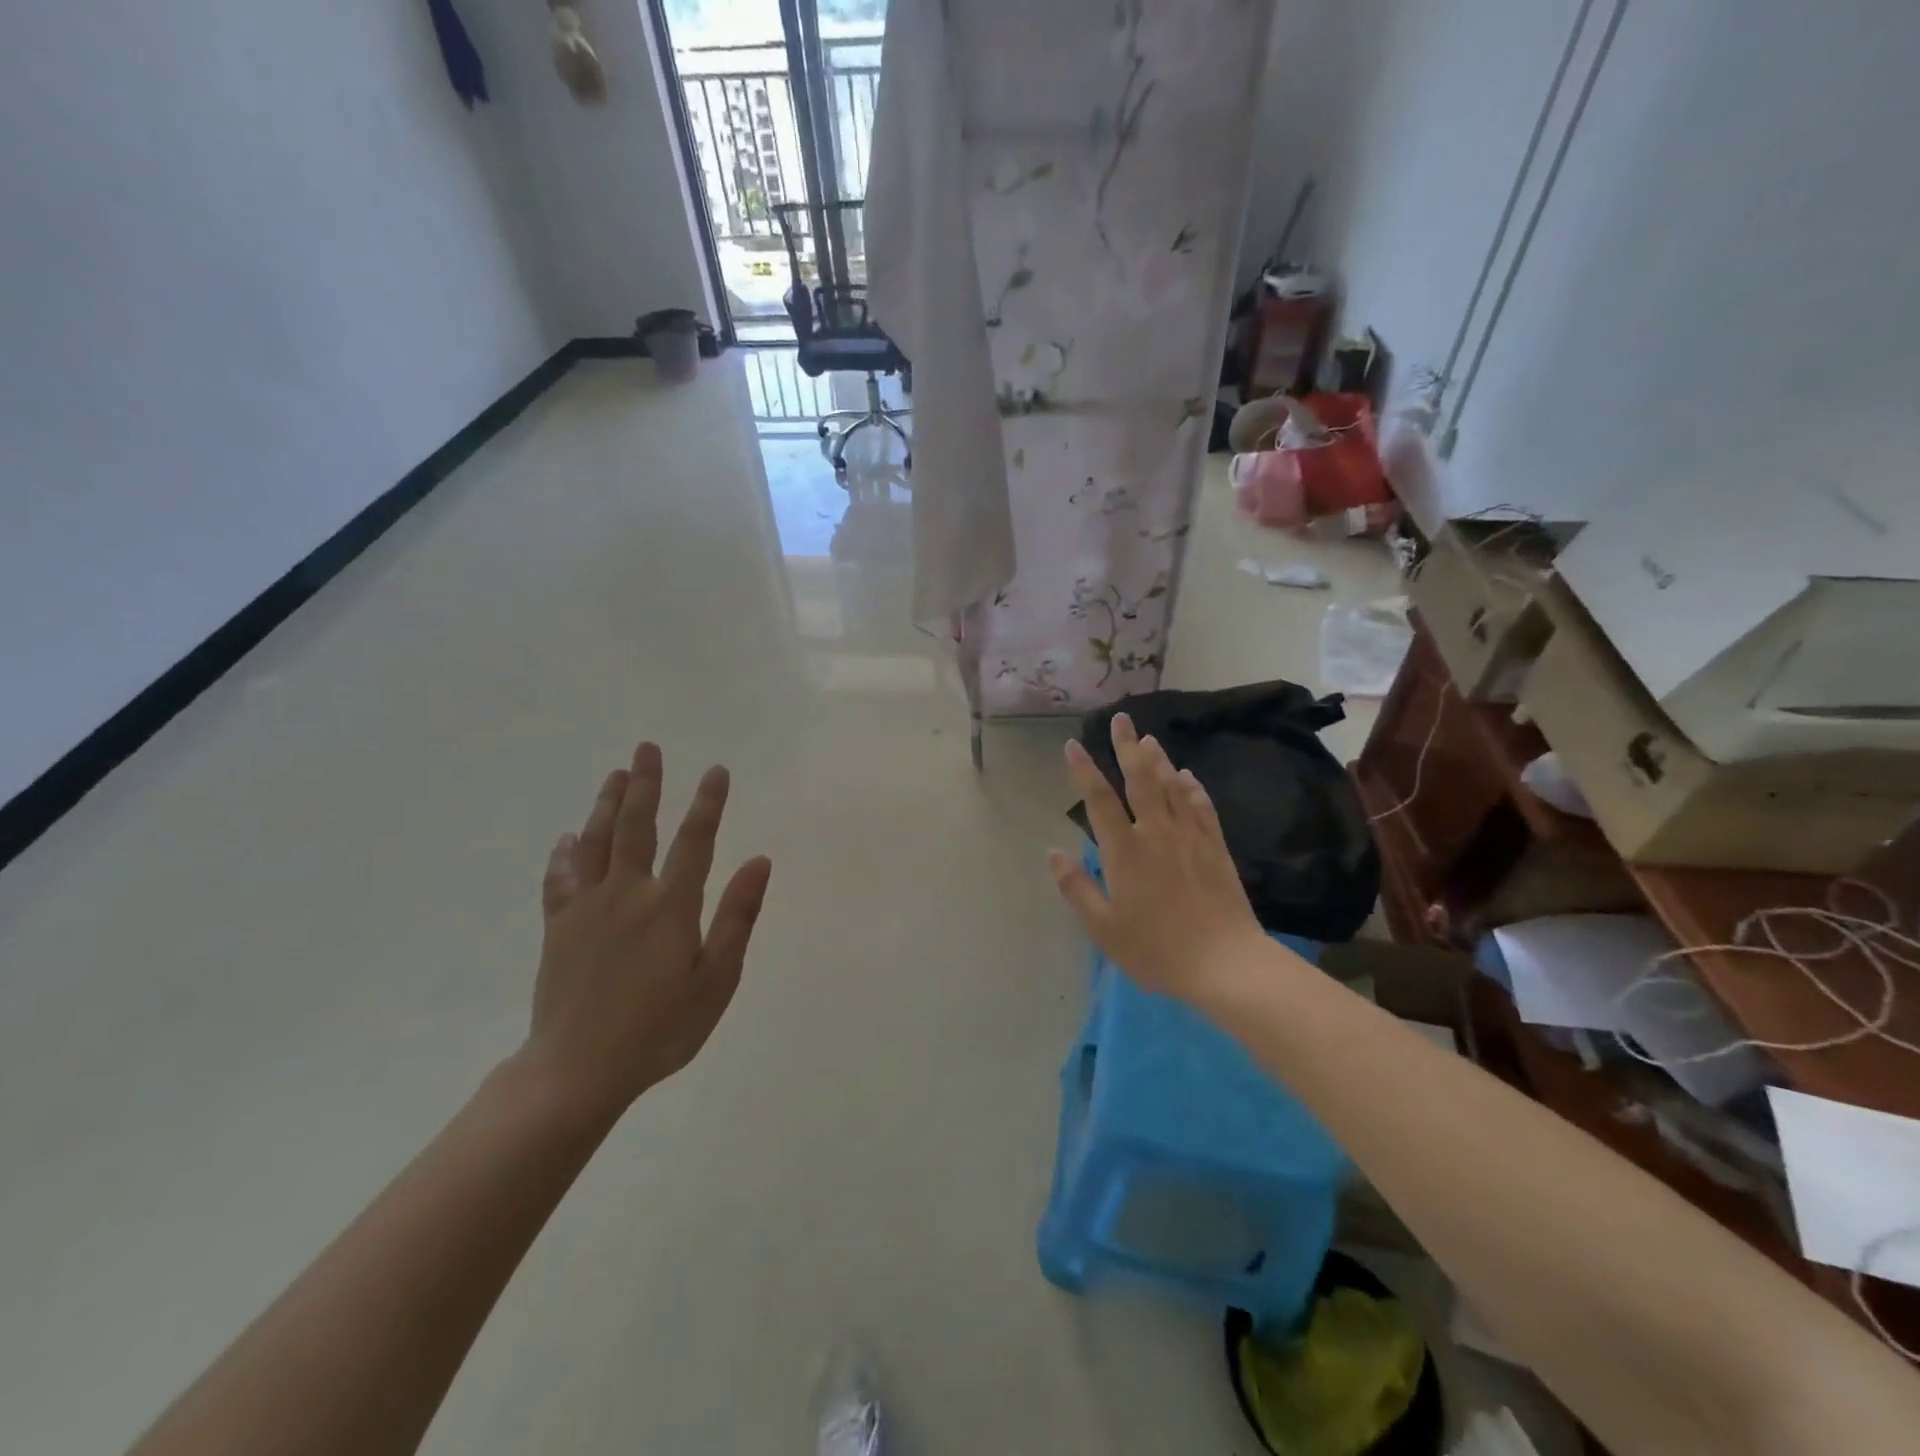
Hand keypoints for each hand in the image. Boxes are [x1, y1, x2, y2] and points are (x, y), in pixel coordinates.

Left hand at [523, 741, 771, 1121]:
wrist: (577, 1071)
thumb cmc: (660, 1029)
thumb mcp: (716, 981)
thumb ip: (737, 917)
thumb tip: (760, 861)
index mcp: (670, 906)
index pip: (695, 841)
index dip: (708, 803)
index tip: (716, 770)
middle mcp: (626, 894)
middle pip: (636, 827)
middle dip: (646, 785)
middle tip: (647, 748)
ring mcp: (587, 908)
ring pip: (595, 842)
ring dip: (606, 804)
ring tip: (616, 774)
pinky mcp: (559, 927)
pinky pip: (559, 879)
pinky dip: (564, 854)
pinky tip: (566, 838)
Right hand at [1050, 713, 1266, 1002]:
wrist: (1225, 963)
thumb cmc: (1156, 950)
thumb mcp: (1104, 929)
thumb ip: (1077, 888)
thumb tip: (1054, 854)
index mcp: (1124, 852)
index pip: (1099, 801)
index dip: (1084, 770)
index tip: (1073, 744)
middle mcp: (1156, 834)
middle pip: (1140, 780)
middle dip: (1127, 746)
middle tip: (1120, 718)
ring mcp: (1190, 837)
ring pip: (1172, 786)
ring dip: (1159, 759)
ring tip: (1148, 738)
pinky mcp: (1215, 847)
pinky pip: (1202, 807)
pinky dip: (1192, 787)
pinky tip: (1188, 776)